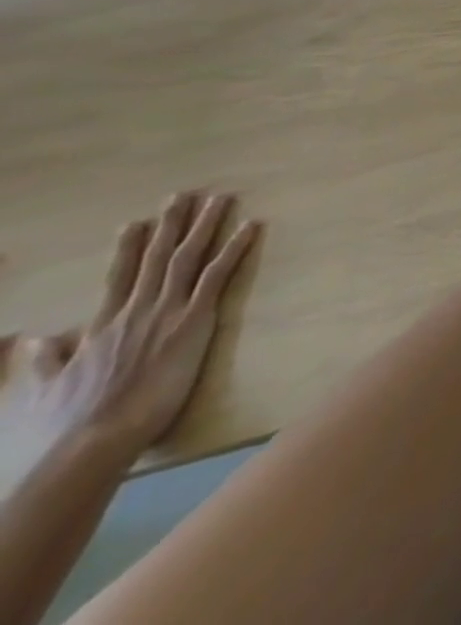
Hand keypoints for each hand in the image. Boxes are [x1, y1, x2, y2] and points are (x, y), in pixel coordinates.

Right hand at [0, 194, 259, 473]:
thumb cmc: (72, 422)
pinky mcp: (195, 318)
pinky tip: (252, 225)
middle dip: (172, 224)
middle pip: (157, 258)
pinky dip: (235, 248)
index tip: (135, 222)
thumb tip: (35, 338)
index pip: (119, 277)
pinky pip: (219, 274)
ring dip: (206, 225)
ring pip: (189, 257)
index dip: (129, 249)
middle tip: (184, 194)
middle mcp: (137, 311)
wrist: (93, 439)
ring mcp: (167, 311)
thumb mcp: (46, 388)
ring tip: (220, 198)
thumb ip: (45, 361)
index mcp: (103, 326)